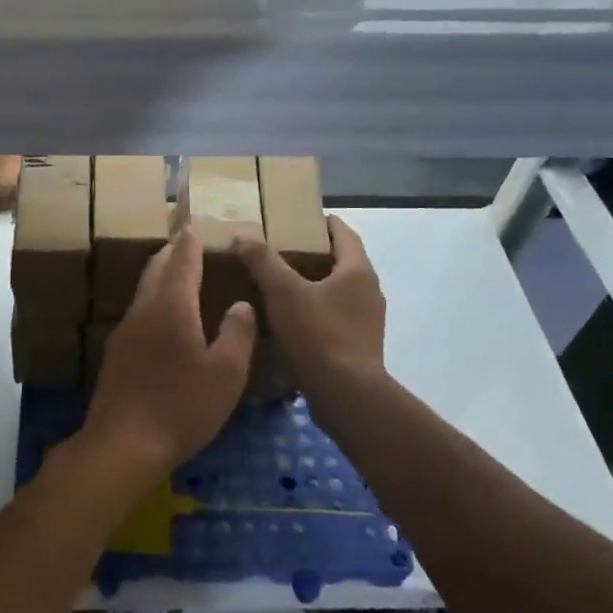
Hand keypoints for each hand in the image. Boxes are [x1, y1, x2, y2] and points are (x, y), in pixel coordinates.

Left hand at [82, 229, 255, 476]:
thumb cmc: (181, 406)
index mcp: (171, 305)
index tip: (195, 221)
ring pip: (144, 292)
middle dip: (173, 253)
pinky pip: (139, 315)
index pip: (182, 259)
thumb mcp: (226, 373)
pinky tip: (166, 322)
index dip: (191, 239)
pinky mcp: (116, 355)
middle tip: (190, 243)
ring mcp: (124, 332)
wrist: (122, 444)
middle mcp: (143, 310)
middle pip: (156, 269)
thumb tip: (242, 303)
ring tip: (182, 278)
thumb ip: (238, 333)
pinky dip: (155, 303)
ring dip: (162, 278)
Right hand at [236, 216, 385, 399]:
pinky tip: (293, 323)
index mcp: (358, 271)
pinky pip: (336, 318)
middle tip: (282, 251)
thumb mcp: (282, 292)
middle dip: (315, 255)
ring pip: (339, 292)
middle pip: (343, 263)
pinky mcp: (360, 346)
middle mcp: (370, 292)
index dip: (323, 223)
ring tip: (282, 287)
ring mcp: (368, 321)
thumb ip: (262, 260)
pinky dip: (317, 313)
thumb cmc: (318, 334)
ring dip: (316, 286)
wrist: (346, 394)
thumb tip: (242, 235)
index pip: (344, 233)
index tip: (300, 218)